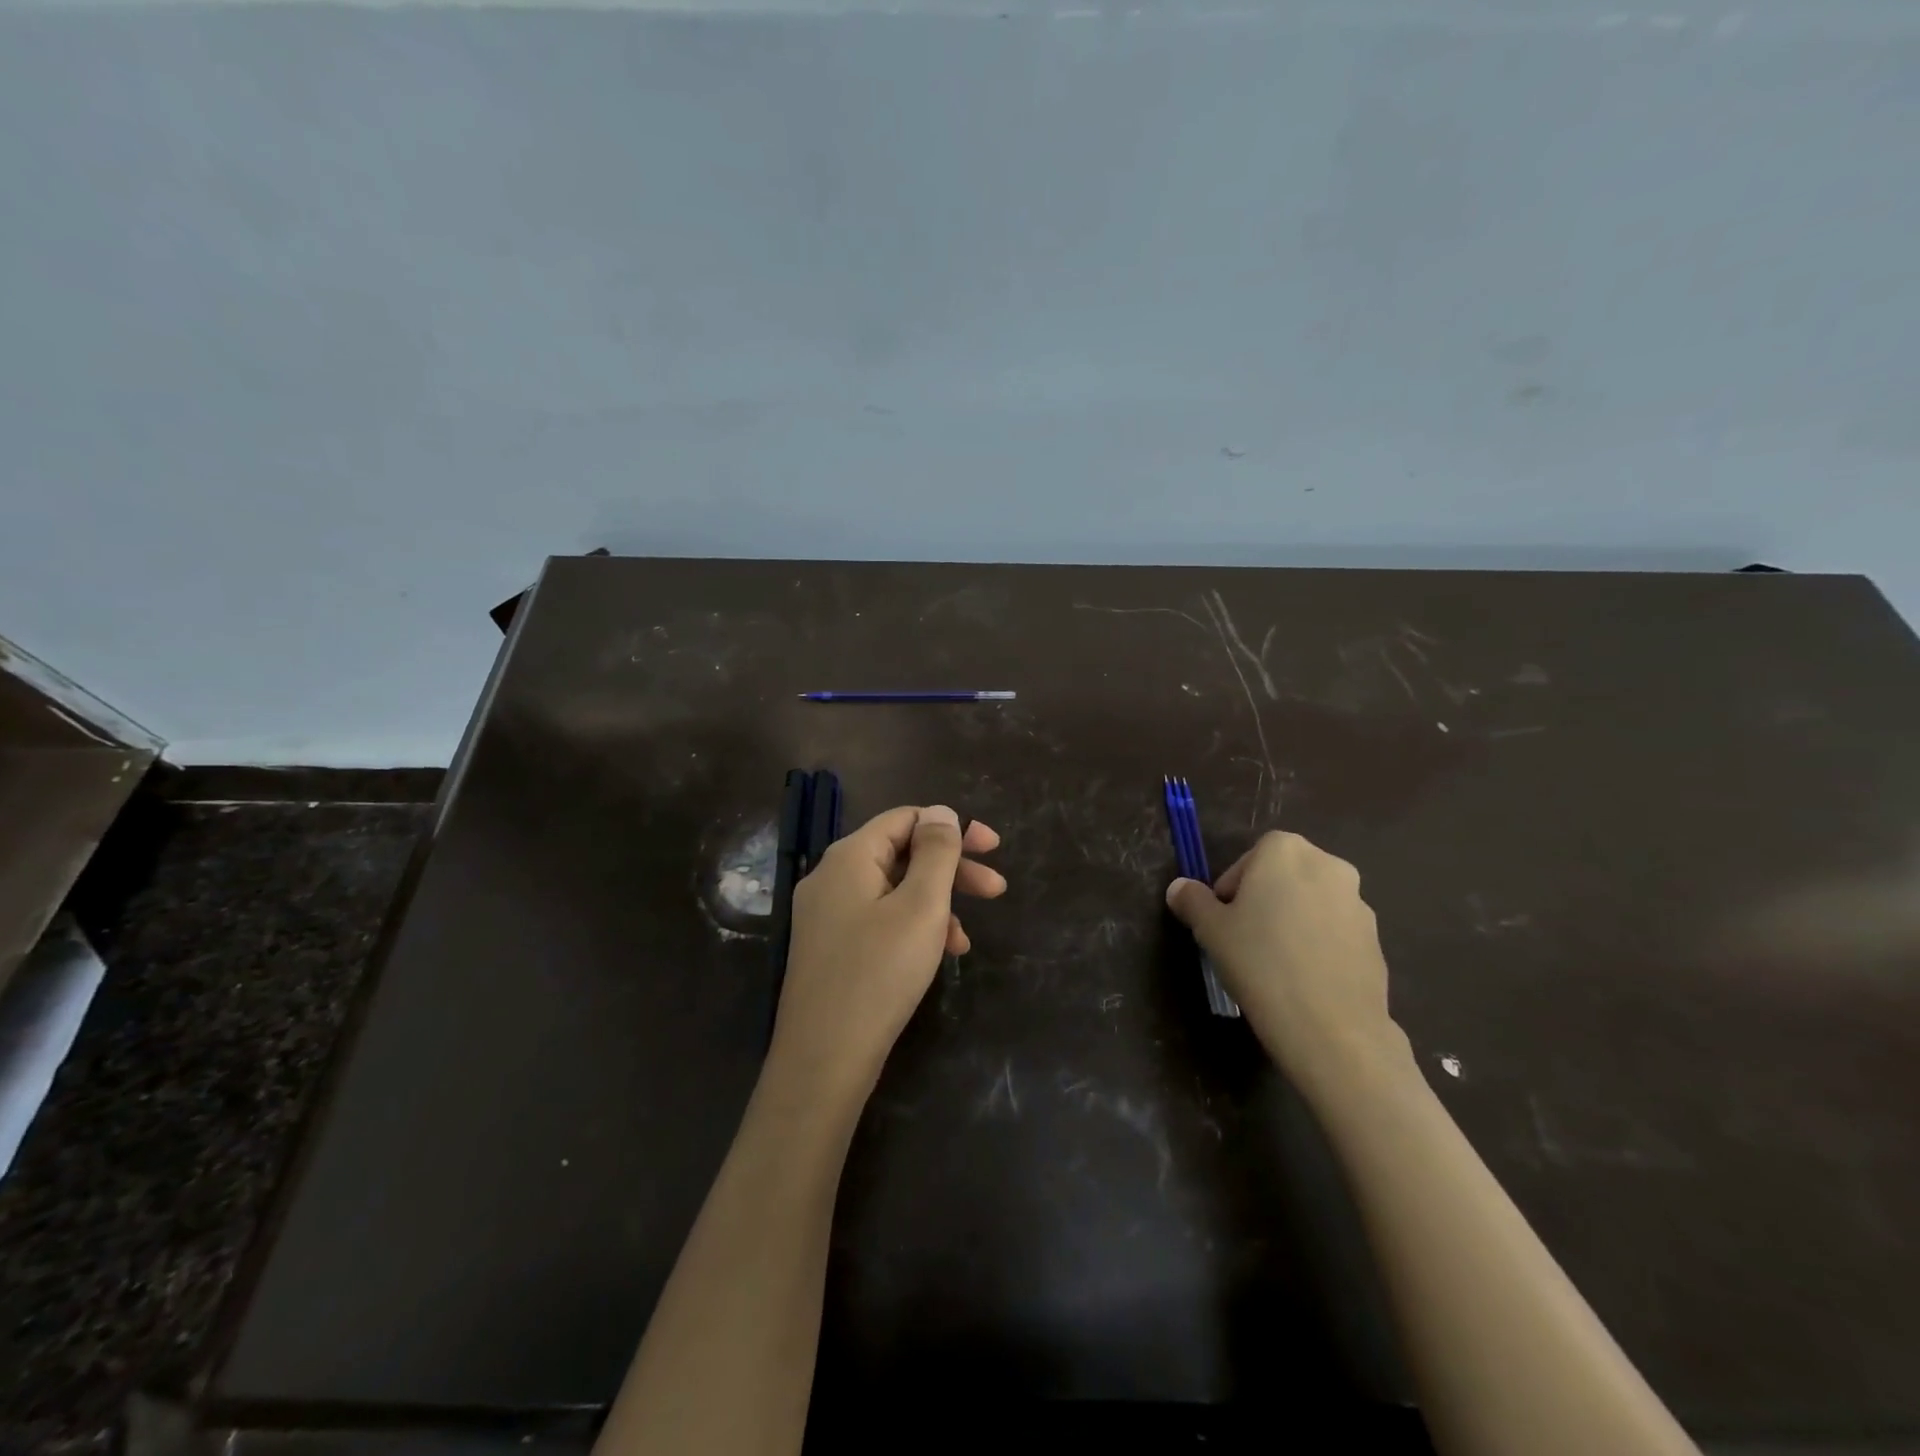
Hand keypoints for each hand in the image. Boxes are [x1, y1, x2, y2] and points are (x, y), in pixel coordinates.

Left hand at [773, 805, 1004, 1102]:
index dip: (952, 828)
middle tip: (996, 889)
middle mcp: (831, 877)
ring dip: (937, 904)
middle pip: (901, 853)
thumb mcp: (921, 906)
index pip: (905, 818)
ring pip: (893, 891)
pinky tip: (938, 956)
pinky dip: (912, 928)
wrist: (823, 1060)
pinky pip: (879, 920)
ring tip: (967, 940)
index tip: (993, 848)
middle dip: (951, 869)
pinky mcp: (830, 948)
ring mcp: (826, 915)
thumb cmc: (879, 974)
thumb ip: (935, 852)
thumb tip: (940, 812)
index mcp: (849, 857)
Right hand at [1166, 831, 1408, 1091]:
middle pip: (1284, 876)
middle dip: (1264, 900)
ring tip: (1275, 964)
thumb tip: (1179, 887)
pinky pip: (1335, 933)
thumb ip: (1192, 901)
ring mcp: (1359, 903)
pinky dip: (1318, 945)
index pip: (1250, 858)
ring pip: (1311, 904)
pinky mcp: (1376, 940)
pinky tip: (1303, 980)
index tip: (1223, 920)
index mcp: (1285, 851)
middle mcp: (1328, 866)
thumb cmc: (1260, 962)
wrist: (1332, 1028)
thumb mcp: (1210, 930)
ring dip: (1293, 922)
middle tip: (1244, 938)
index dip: (1232, 888)